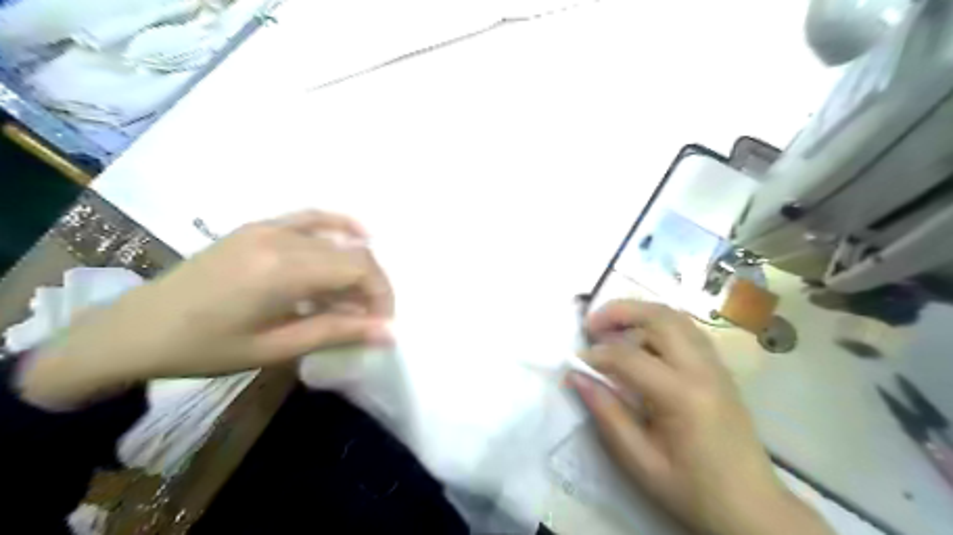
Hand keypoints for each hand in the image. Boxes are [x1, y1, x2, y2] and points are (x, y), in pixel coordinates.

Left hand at [23, 210, 393, 409]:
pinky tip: (356, 234)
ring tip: (354, 296)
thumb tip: (388, 333)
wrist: (139, 328)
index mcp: (283, 271)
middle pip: (352, 253)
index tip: (380, 324)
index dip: (380, 294)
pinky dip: (339, 225)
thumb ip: (336, 333)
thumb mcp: (275, 349)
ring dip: (356, 266)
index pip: (358, 269)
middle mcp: (281, 239)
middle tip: (367, 318)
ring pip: (336, 238)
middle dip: (371, 285)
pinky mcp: (259, 226)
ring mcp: (269, 227)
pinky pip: (311, 217)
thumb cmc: (207, 347)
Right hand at [568, 302, 831, 534]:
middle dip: (619, 312)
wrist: (751, 507)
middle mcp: (703, 369)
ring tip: (611, 327)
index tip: (575, 362)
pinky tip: (642, 339)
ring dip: (639, 313)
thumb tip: (576, 376)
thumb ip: (607, 414)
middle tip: (591, 324)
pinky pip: (687, 330)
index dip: (596, 355)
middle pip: (659, 318)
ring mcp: (716, 365)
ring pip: (675, 317)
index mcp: (682, 395)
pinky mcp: (719, 369)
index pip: (630, 357)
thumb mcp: (640, 461)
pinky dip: (658, 323)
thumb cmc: (692, 489)